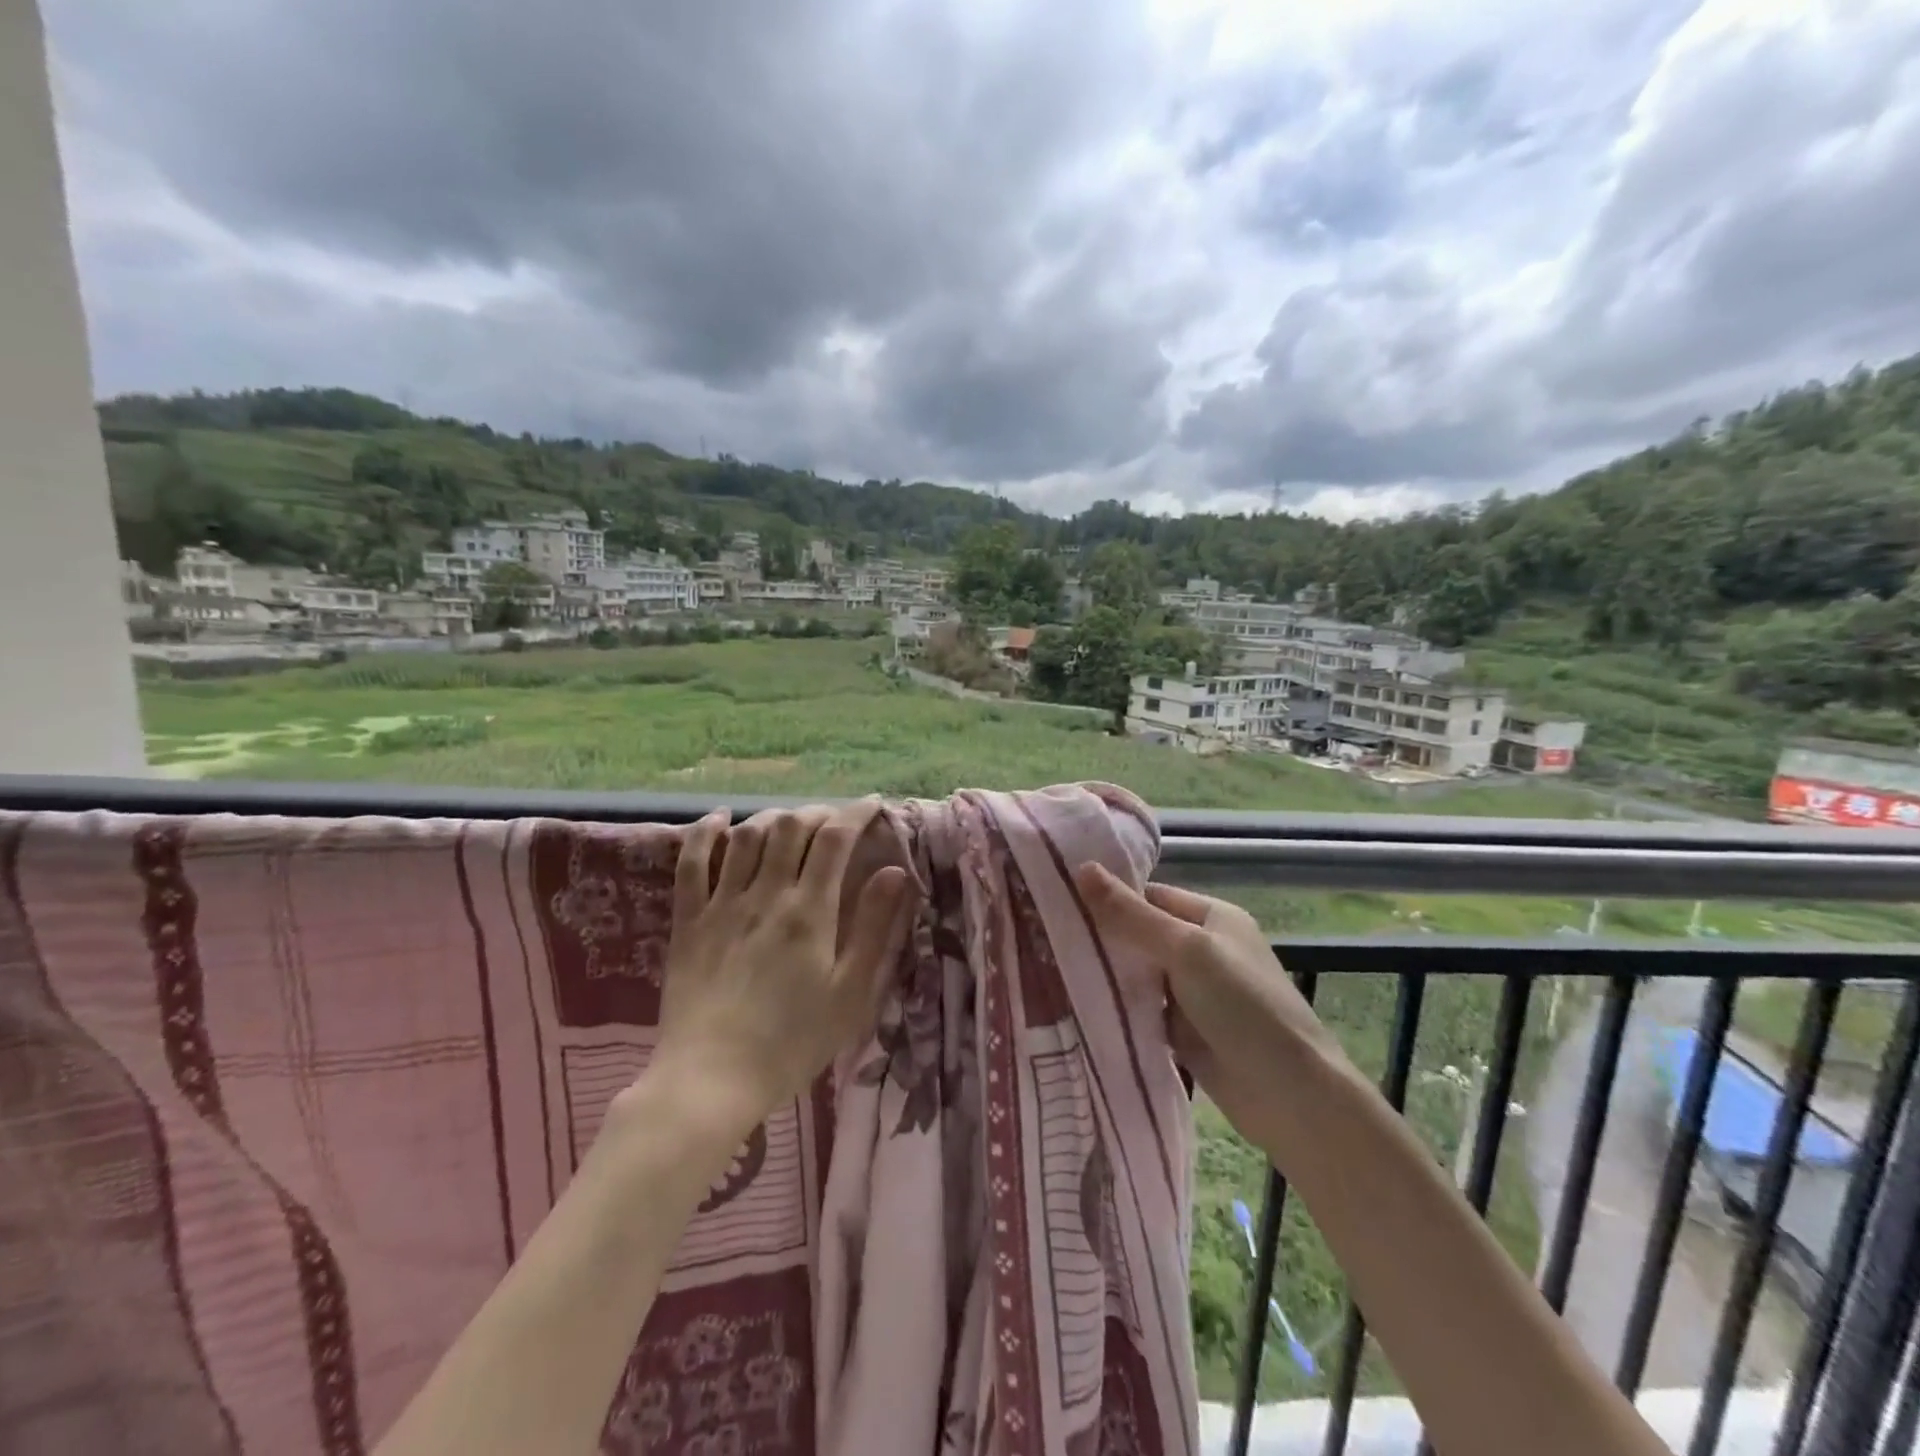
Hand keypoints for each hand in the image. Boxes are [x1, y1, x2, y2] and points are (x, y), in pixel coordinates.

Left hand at [635, 802, 919, 1139]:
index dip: (856, 813)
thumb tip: (896, 872)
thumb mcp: (850, 993)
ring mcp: (722, 904)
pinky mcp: (689, 921)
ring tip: (791, 823)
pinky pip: (692, 864)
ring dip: (773, 819)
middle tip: (835, 822)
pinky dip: (705, 833)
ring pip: (747, 836)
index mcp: (809, 911)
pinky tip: (719, 819)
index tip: (873, 805)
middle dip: (818, 813)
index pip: (836, 840)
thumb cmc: (792, 1042)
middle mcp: (766, 894)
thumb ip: (874, 928)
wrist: (711, 1080)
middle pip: (792, 827)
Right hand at [1075, 865, 1352, 1144]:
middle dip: (1102, 938)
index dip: (1109, 898)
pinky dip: (1118, 1008)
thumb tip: (1082, 867)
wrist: (1291, 1098)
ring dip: (1107, 975)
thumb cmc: (1244, 1007)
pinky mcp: (1185, 1032)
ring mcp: (1194, 993)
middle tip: (1042, 936)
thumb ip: (1132, 915)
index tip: (1057, 902)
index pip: (1150, 896)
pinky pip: (1143, 1009)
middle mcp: (1203, 949)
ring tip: (1049, 968)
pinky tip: (1077, 1005)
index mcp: (1212, 917)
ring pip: (1139, 974)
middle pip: (1141, 934)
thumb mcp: (1186, 951)